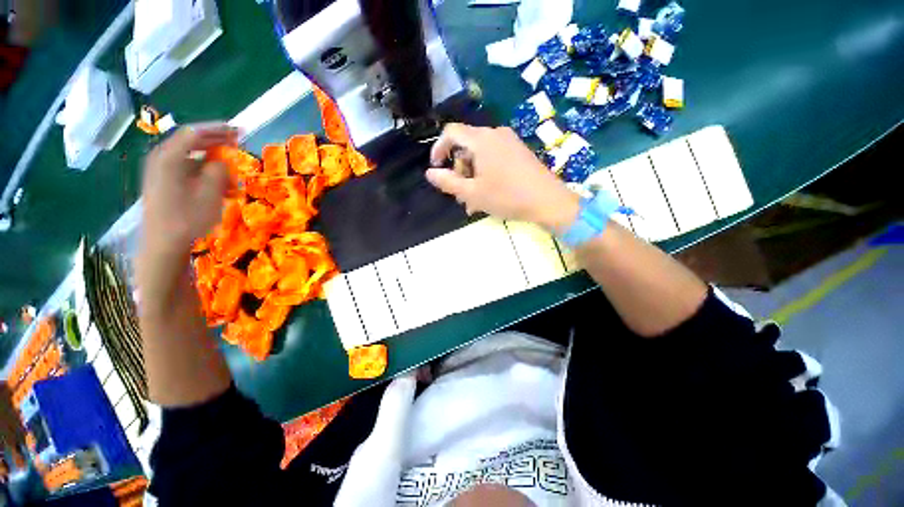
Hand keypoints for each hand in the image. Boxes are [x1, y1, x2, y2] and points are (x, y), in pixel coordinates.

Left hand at [140, 125, 237, 259]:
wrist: (163, 244)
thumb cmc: (187, 218)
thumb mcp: (210, 193)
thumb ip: (218, 170)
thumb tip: (223, 159)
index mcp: (169, 157)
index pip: (194, 132)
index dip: (218, 129)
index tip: (238, 131)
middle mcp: (161, 159)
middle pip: (191, 143)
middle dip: (217, 146)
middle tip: (237, 147)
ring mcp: (160, 172)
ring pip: (192, 160)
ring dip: (214, 166)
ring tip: (233, 180)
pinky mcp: (163, 183)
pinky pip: (187, 172)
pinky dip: (205, 176)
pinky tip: (221, 190)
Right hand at [426, 124, 578, 232]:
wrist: (548, 201)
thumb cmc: (507, 196)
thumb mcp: (472, 193)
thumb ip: (448, 182)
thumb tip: (429, 173)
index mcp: (481, 140)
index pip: (451, 132)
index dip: (438, 148)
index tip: (436, 167)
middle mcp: (495, 134)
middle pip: (466, 146)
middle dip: (459, 171)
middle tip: (460, 195)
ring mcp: (509, 142)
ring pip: (480, 156)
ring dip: (472, 177)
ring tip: (474, 202)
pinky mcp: (519, 152)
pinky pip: (494, 159)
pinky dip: (485, 174)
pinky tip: (487, 195)